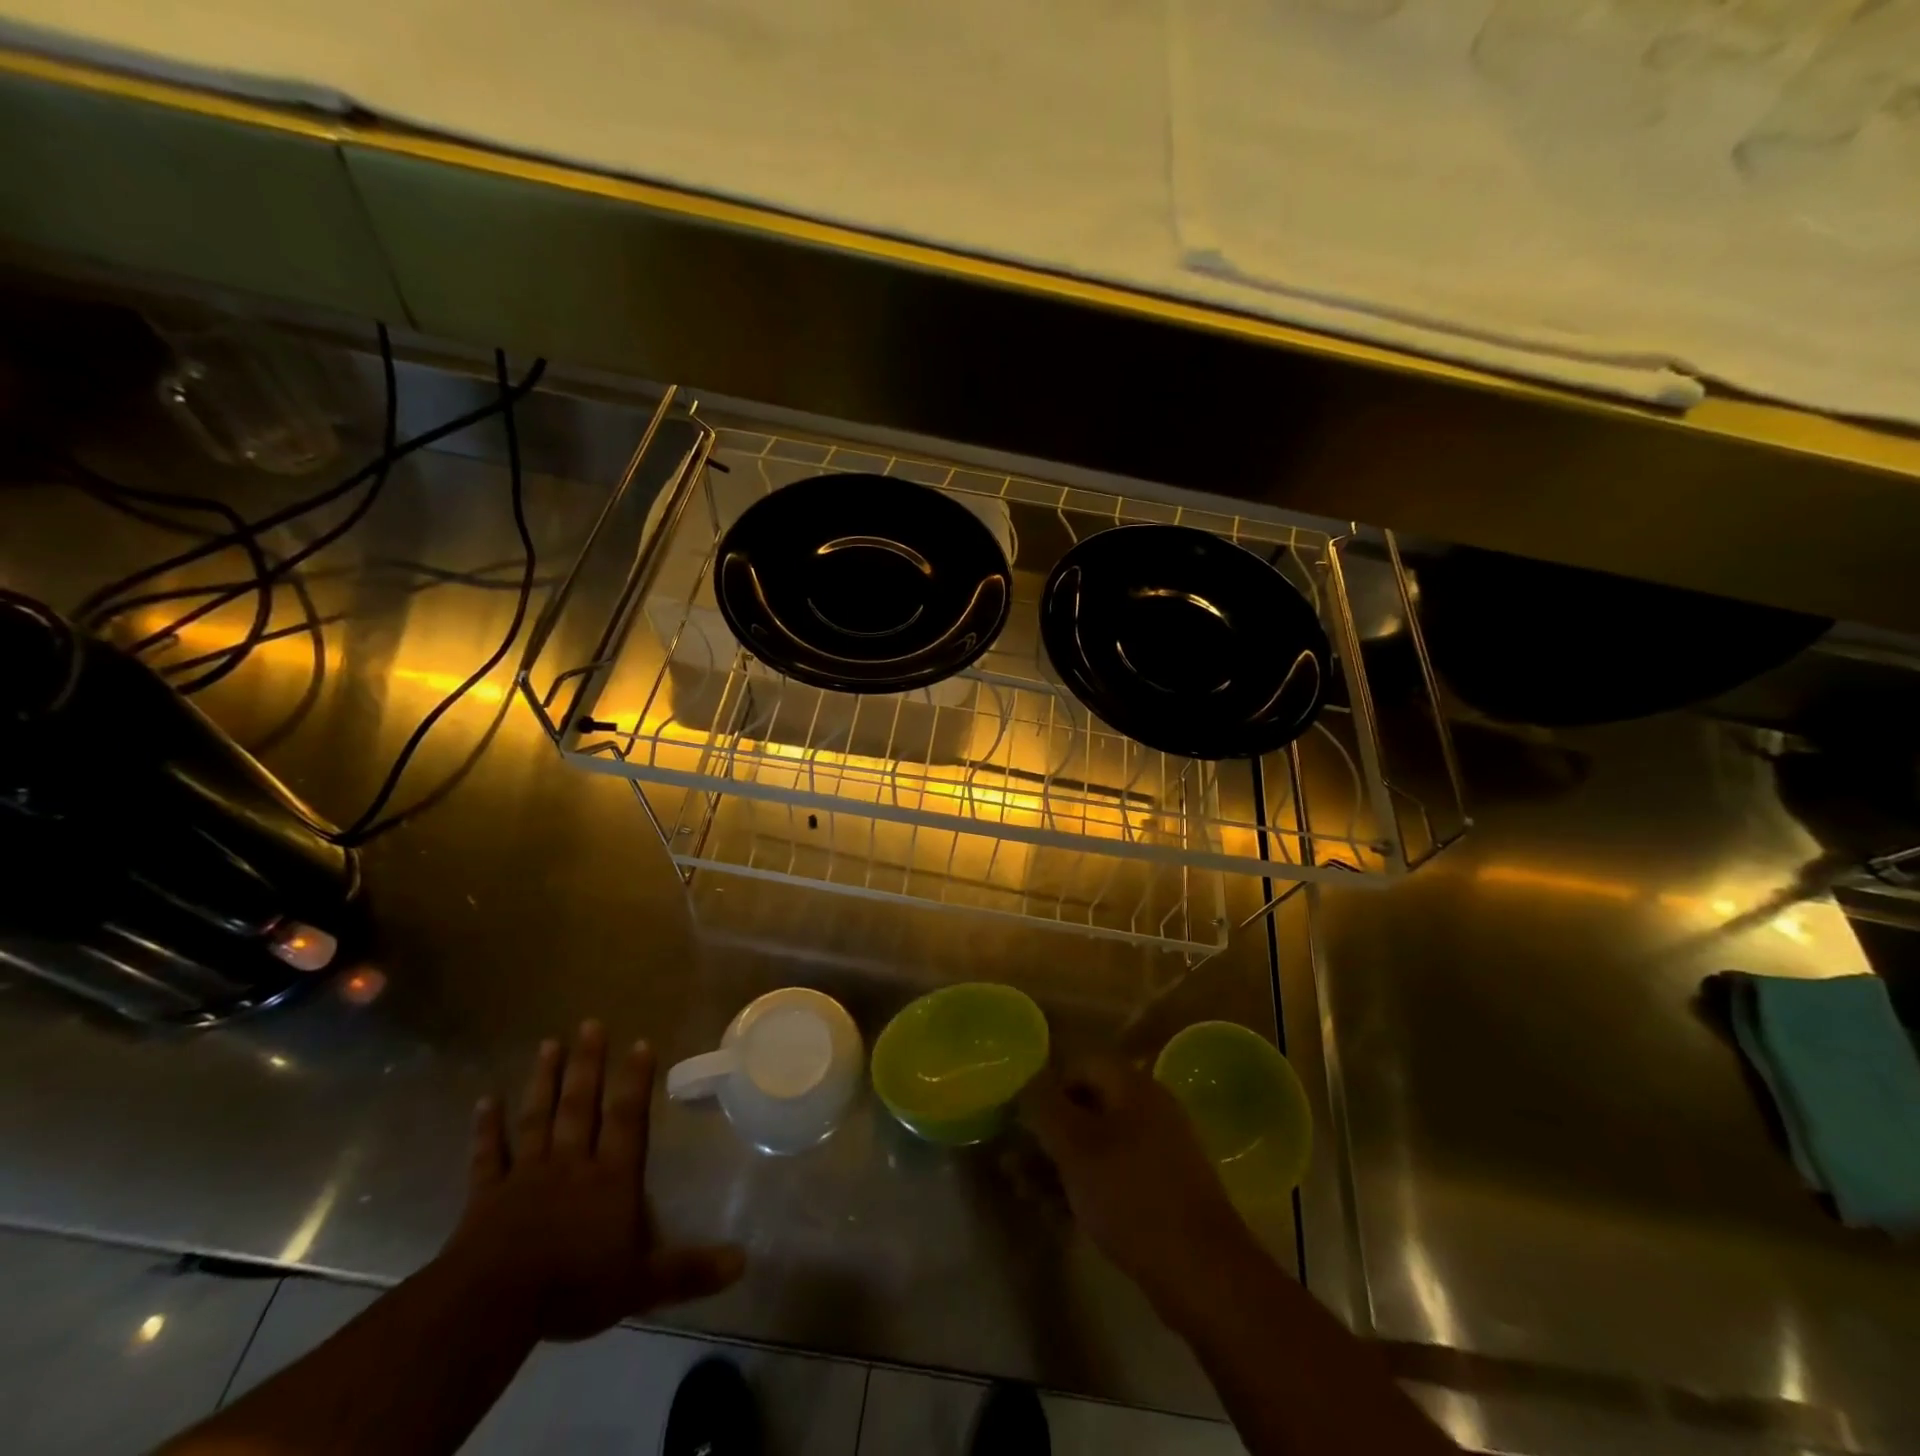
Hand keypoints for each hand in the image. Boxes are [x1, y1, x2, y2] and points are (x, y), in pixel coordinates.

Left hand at [441, 1022, 745, 1341]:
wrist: (492, 1307)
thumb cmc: (573, 1287)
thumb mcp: (641, 1283)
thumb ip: (690, 1269)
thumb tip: (744, 1262)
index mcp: (611, 1177)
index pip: (628, 1119)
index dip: (635, 1080)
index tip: (640, 1041)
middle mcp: (571, 1163)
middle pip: (581, 1105)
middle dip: (588, 1064)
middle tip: (590, 1023)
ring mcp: (526, 1175)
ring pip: (538, 1118)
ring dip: (543, 1081)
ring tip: (549, 1043)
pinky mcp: (486, 1196)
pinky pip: (488, 1155)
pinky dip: (486, 1128)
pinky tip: (485, 1100)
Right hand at [1020, 1056, 1253, 1309]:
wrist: (1202, 1273)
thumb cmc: (1131, 1196)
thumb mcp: (1075, 1146)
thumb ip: (1044, 1106)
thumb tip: (1027, 1081)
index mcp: (1133, 1085)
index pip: (1079, 1064)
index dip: (1045, 1087)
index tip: (1019, 1120)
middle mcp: (1149, 1108)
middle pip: (1086, 1105)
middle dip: (1046, 1133)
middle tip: (1013, 1163)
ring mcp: (1159, 1150)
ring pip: (1096, 1144)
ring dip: (1057, 1164)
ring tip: (1025, 1193)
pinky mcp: (1162, 1189)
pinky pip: (1113, 1173)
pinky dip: (1084, 1186)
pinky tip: (1056, 1214)